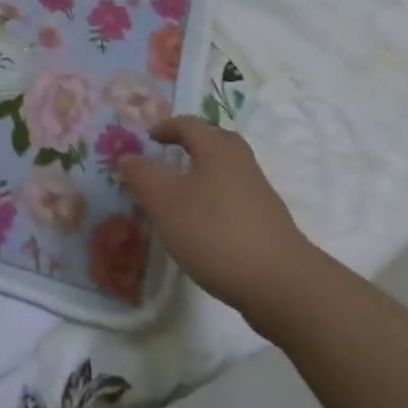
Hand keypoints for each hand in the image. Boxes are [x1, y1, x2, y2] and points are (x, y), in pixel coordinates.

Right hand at [119, 116, 308, 317]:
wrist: (280, 283)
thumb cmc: (215, 231)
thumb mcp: (165, 202)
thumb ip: (142, 175)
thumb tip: (127, 156)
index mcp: (217, 148)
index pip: (189, 124)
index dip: (167, 127)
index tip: (149, 137)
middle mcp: (241, 163)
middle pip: (215, 142)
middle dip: (191, 145)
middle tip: (169, 157)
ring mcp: (259, 194)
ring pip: (226, 172)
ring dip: (203, 176)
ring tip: (181, 196)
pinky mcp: (267, 224)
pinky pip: (234, 199)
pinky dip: (215, 203)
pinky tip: (204, 229)